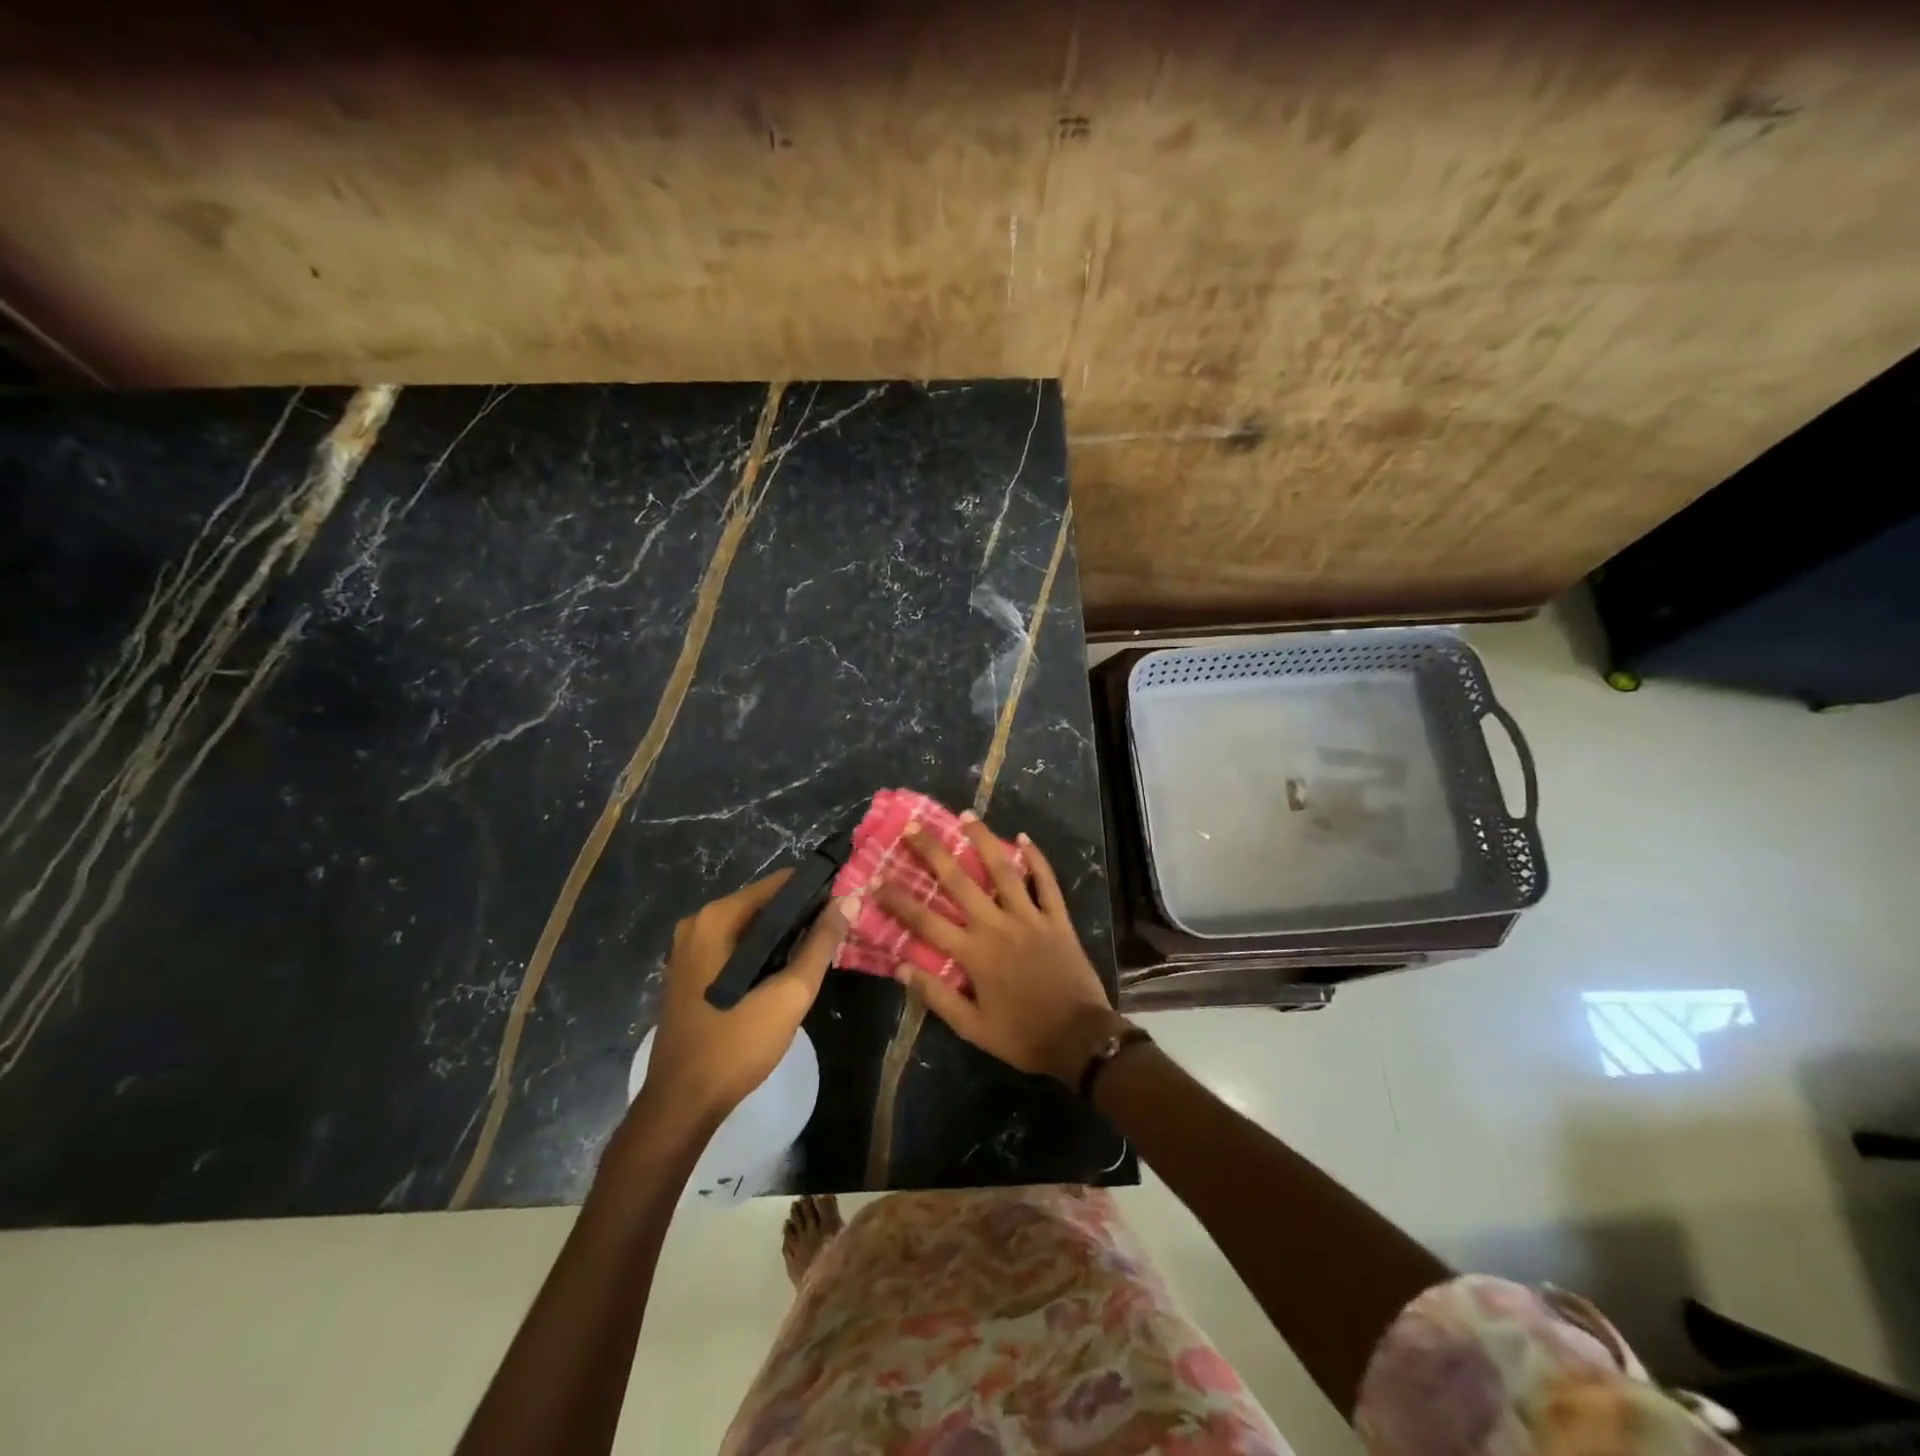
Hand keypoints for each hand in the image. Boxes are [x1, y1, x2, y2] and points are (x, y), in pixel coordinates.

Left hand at [641, 871, 847, 1125]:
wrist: (682, 1103)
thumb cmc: (737, 1045)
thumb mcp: (790, 994)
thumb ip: (820, 944)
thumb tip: (847, 902)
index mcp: (718, 918)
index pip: (780, 883)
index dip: (816, 892)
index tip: (844, 907)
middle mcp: (698, 922)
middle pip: (764, 903)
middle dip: (800, 916)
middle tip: (834, 937)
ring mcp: (688, 947)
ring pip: (750, 927)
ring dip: (782, 937)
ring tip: (816, 955)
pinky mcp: (688, 970)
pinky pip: (734, 946)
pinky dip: (760, 952)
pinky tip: (782, 974)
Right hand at [876, 818, 1122, 1085]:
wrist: (1079, 1039)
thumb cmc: (1022, 1036)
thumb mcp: (972, 1028)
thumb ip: (936, 996)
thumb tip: (900, 967)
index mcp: (974, 954)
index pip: (926, 920)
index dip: (898, 899)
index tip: (876, 880)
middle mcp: (998, 926)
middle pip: (959, 882)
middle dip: (933, 852)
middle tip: (913, 828)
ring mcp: (1030, 918)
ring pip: (1003, 870)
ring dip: (983, 841)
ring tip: (966, 816)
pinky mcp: (1057, 918)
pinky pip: (1046, 882)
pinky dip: (1036, 859)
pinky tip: (1023, 838)